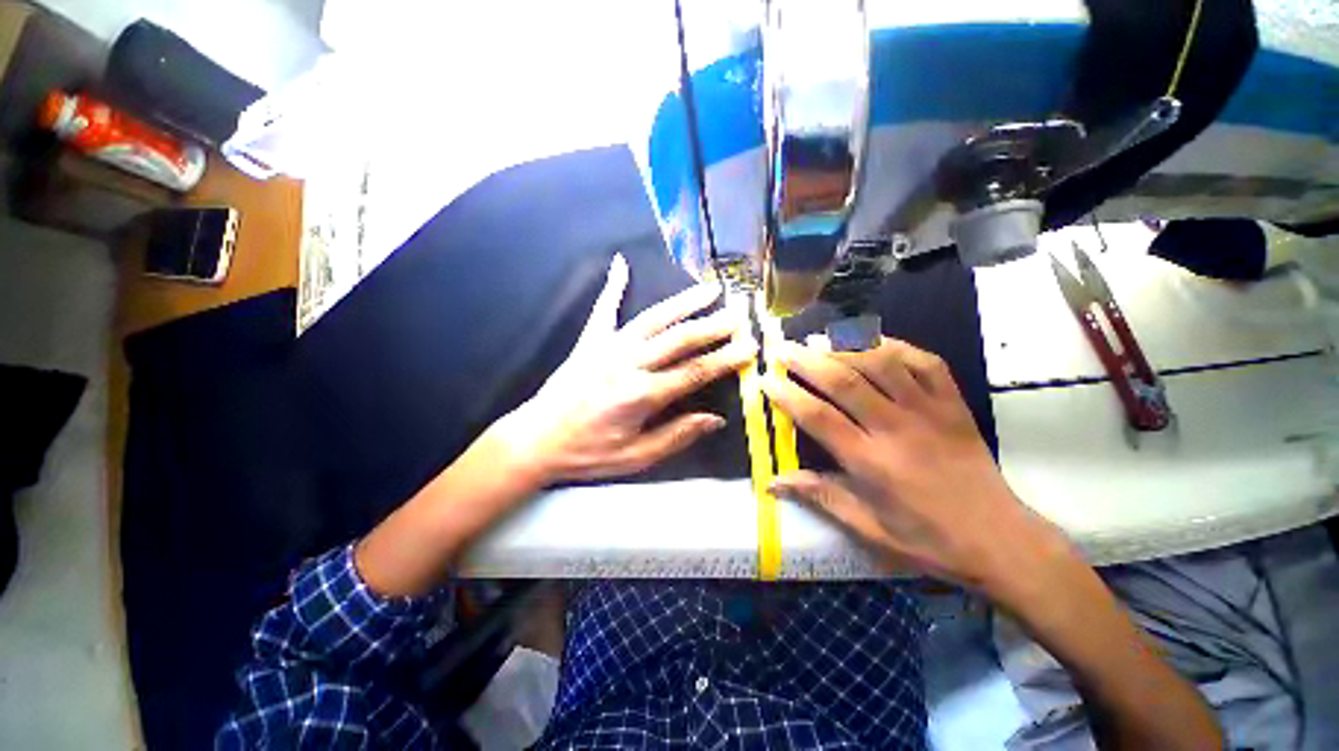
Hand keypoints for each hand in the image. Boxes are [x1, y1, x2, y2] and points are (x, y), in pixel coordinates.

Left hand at [492, 254, 756, 483]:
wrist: (536, 440)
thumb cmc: (588, 453)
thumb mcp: (636, 457)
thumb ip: (677, 436)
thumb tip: (715, 419)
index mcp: (641, 395)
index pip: (694, 372)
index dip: (724, 360)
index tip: (749, 347)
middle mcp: (628, 364)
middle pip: (679, 339)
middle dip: (712, 326)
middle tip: (738, 314)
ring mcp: (607, 347)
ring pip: (652, 319)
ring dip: (683, 302)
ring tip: (709, 288)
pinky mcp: (589, 341)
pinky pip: (603, 309)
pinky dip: (612, 285)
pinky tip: (621, 263)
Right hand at [763, 336, 1062, 590]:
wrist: (1000, 540)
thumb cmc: (927, 539)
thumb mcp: (868, 529)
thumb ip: (820, 497)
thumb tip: (772, 482)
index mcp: (871, 462)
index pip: (818, 418)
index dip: (787, 395)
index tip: (766, 379)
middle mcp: (896, 429)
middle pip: (845, 382)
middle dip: (807, 360)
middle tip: (782, 348)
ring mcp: (929, 411)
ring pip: (882, 364)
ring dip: (845, 347)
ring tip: (818, 338)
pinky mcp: (954, 404)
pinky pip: (925, 362)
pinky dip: (897, 346)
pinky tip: (873, 341)